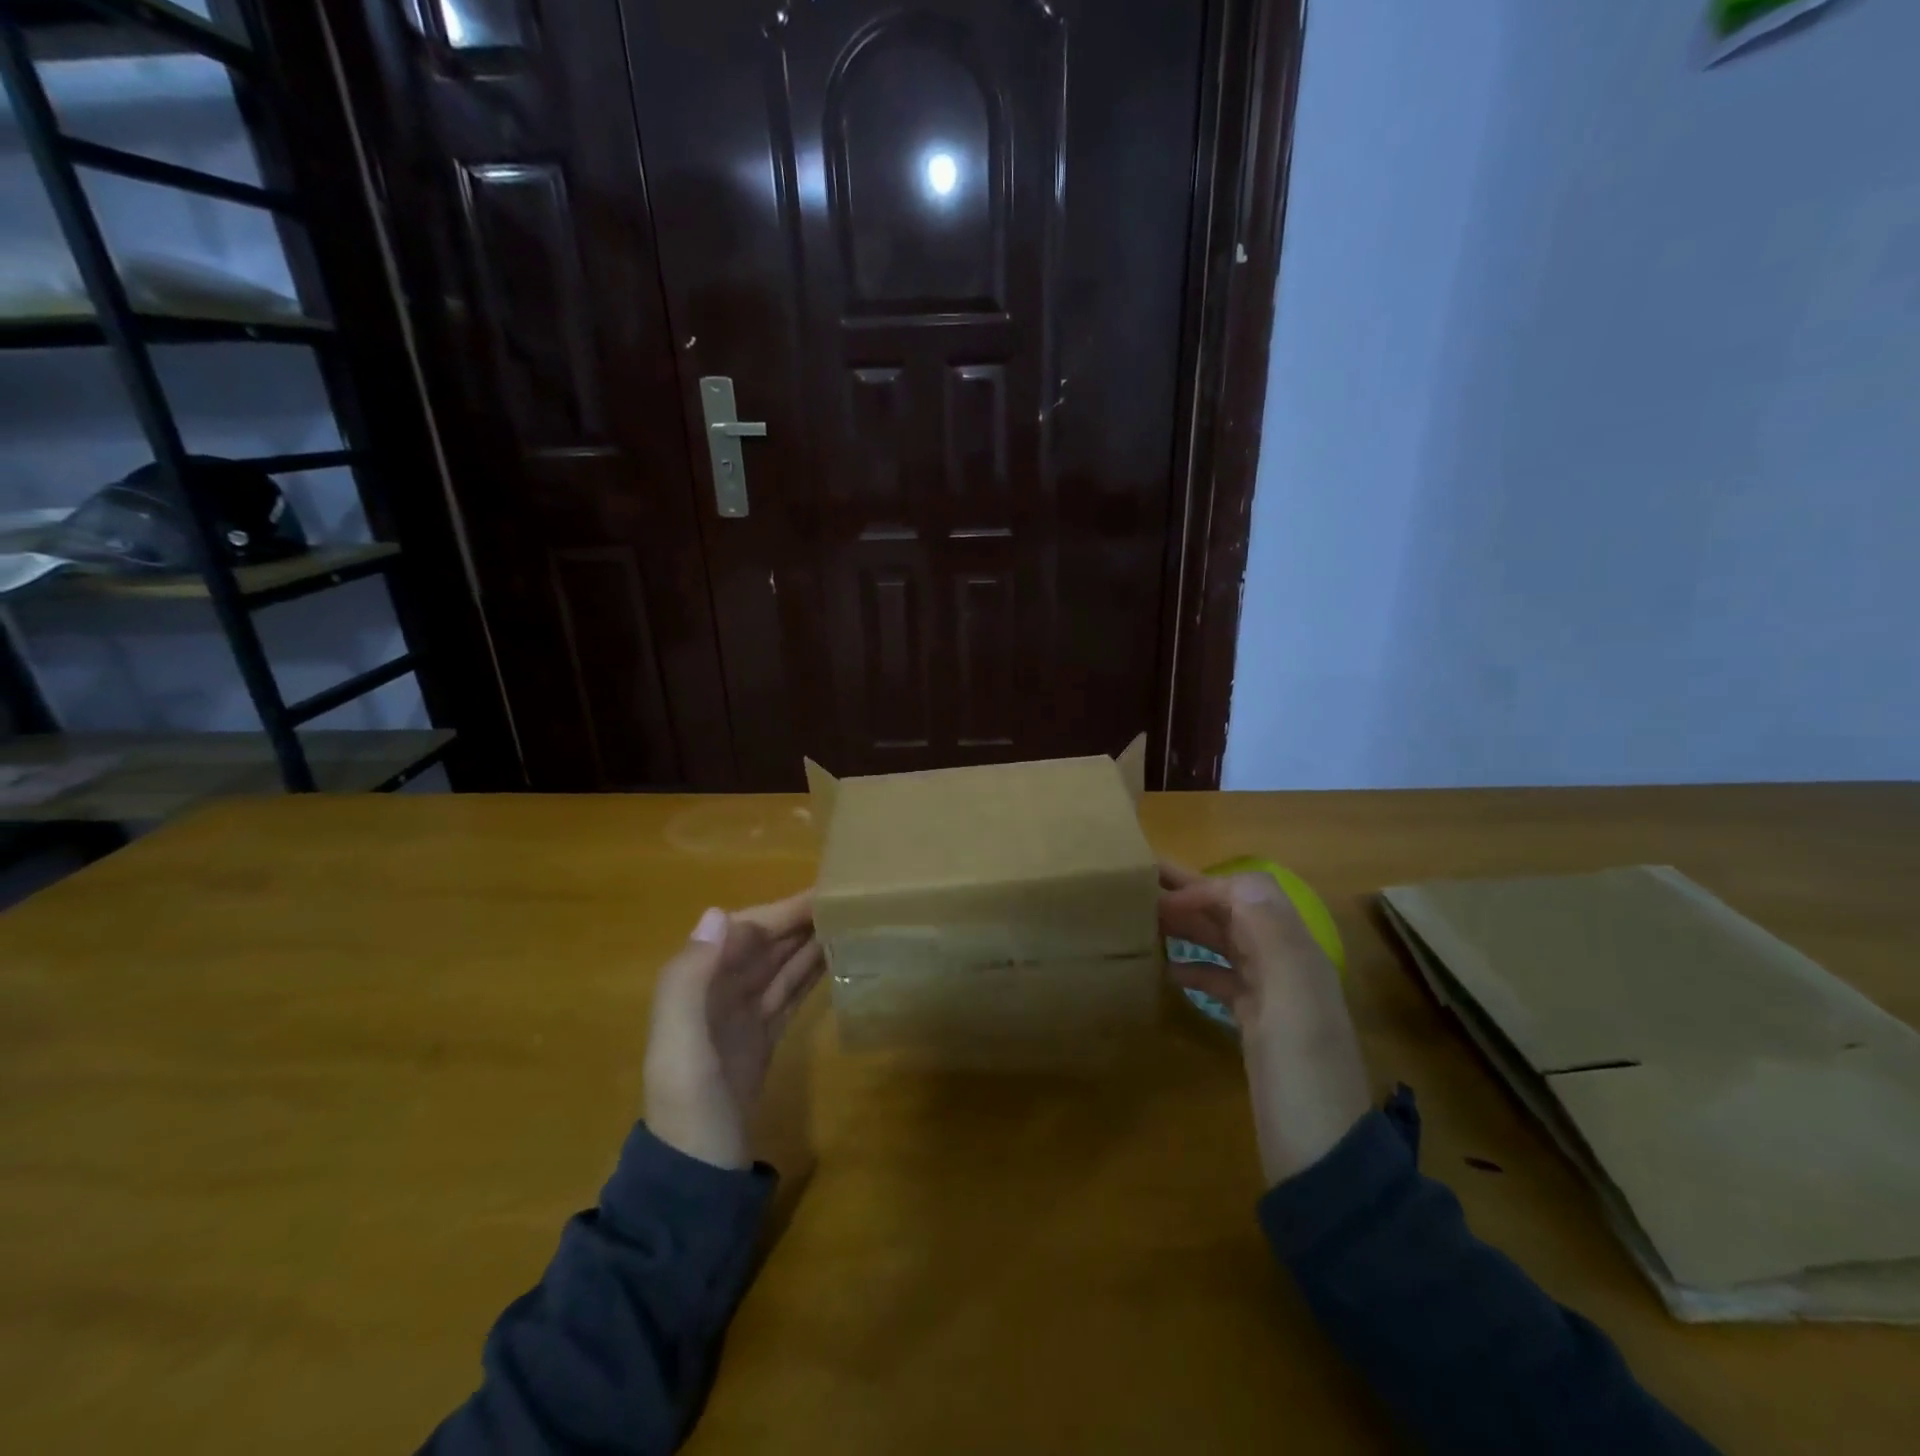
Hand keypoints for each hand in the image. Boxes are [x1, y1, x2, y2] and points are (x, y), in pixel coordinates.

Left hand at [643, 891, 824, 1170]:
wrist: (695, 1182)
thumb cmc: (690, 1111)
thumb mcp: (681, 1048)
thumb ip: (689, 980)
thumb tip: (719, 913)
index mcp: (698, 986)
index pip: (745, 932)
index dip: (782, 911)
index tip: (826, 892)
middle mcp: (719, 994)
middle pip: (765, 945)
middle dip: (801, 921)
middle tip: (852, 901)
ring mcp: (742, 1017)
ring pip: (780, 966)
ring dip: (809, 943)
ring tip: (851, 922)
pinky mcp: (763, 1040)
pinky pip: (788, 994)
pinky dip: (808, 975)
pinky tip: (834, 960)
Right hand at [1159, 861, 1371, 1184]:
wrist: (1321, 1165)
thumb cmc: (1302, 1081)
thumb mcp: (1292, 1008)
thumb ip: (1273, 940)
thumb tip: (1241, 880)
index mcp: (1296, 954)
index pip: (1249, 893)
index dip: (1204, 888)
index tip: (1157, 900)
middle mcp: (1286, 965)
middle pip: (1236, 913)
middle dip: (1191, 896)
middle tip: (1136, 890)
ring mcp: (1273, 997)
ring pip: (1227, 943)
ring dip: (1189, 927)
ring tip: (1143, 924)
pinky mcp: (1258, 1025)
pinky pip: (1224, 978)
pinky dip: (1196, 966)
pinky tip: (1167, 971)